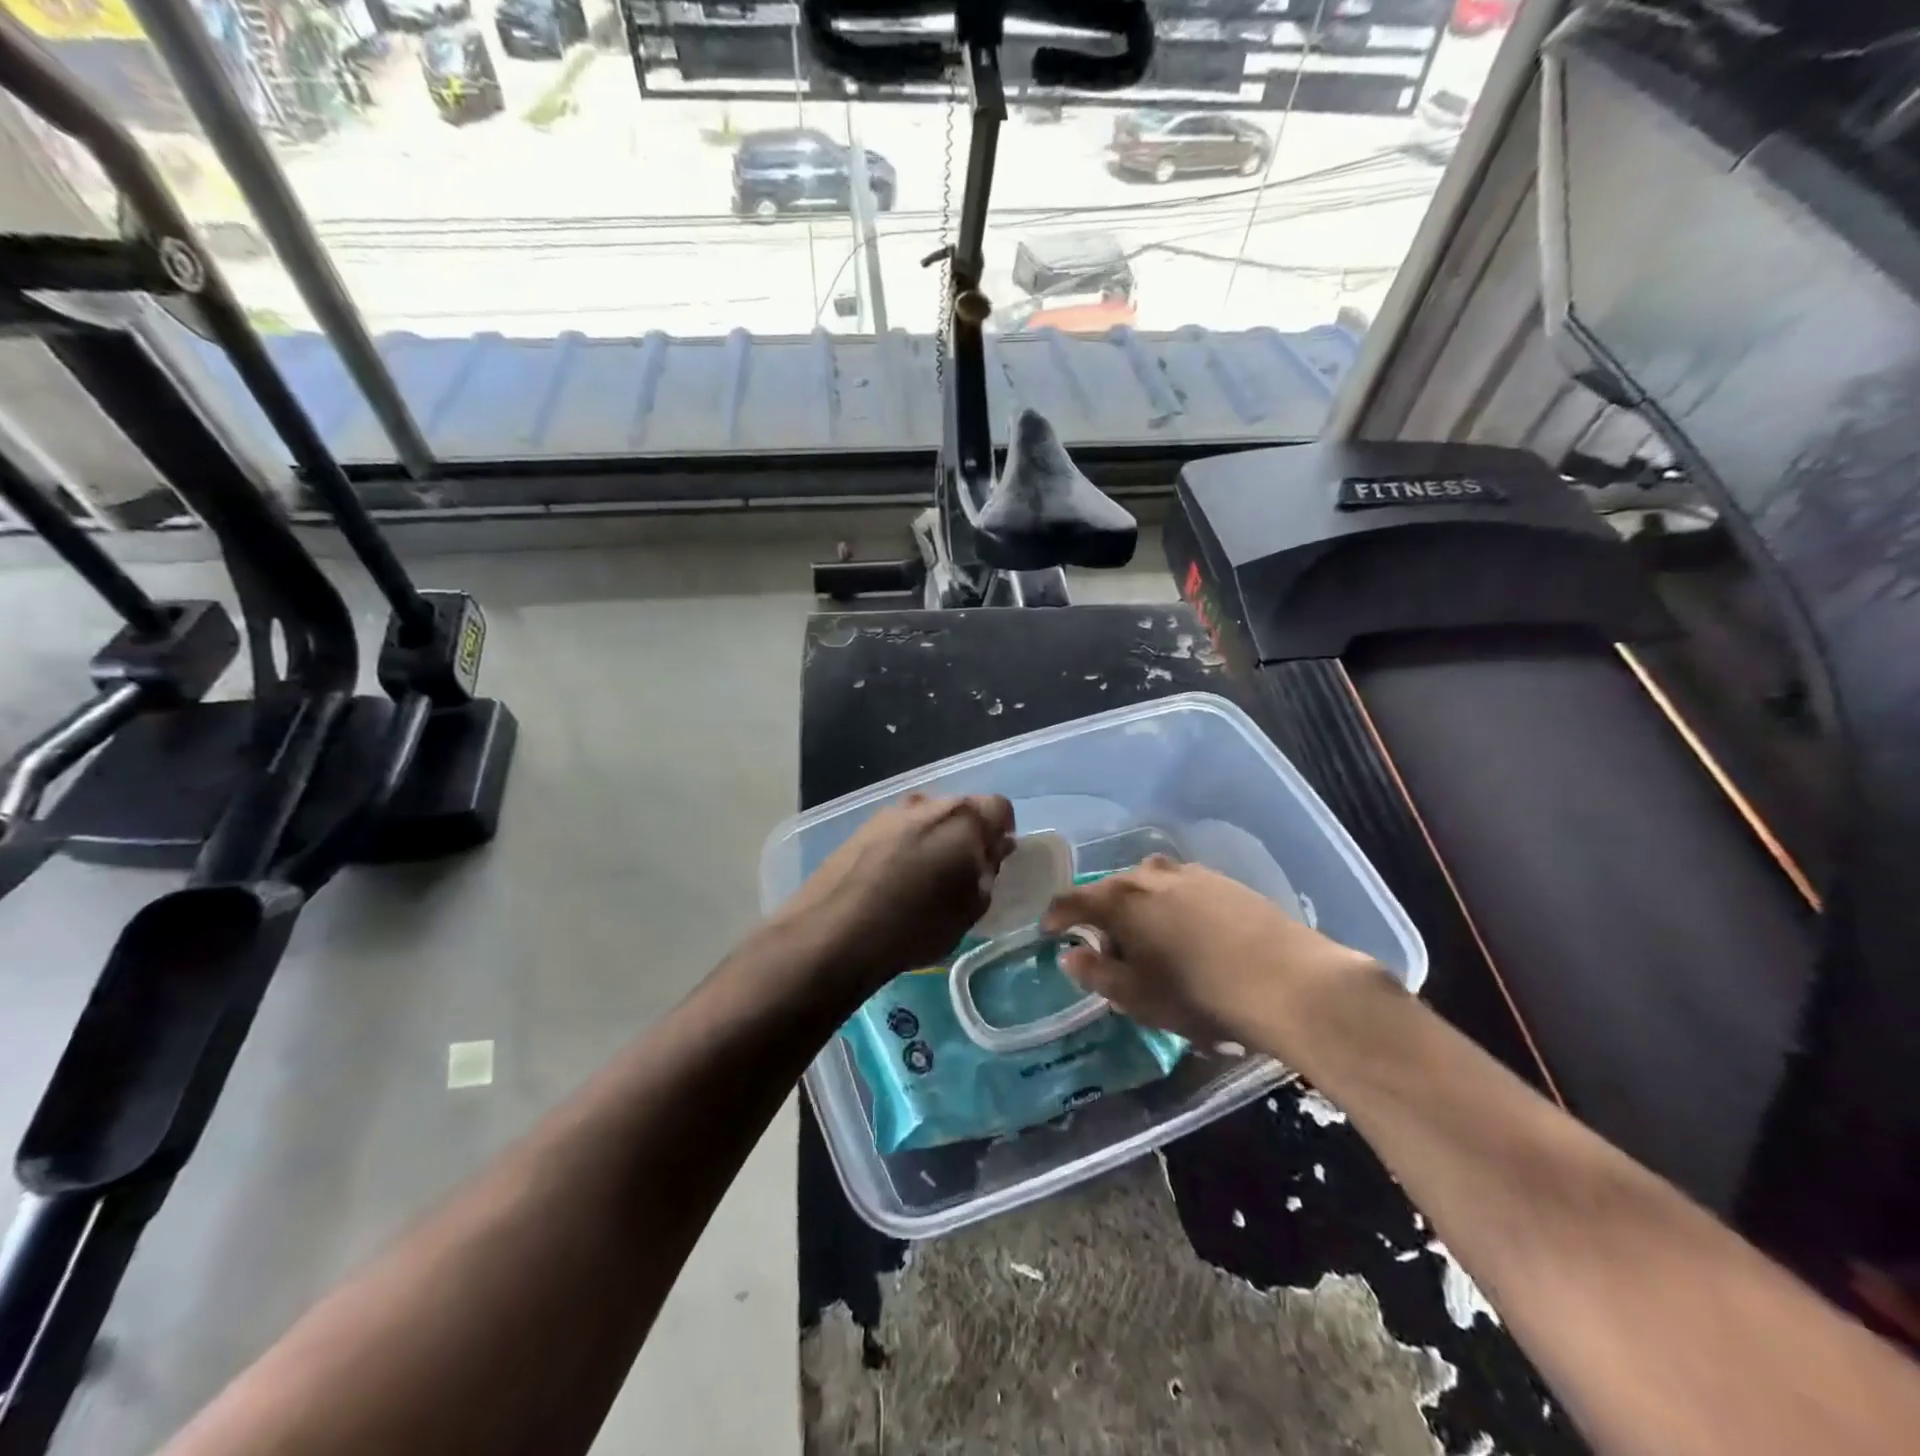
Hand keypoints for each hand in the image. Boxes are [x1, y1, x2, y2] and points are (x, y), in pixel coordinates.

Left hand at [778, 792, 1014, 990]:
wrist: (836, 932)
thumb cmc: (918, 923)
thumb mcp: (972, 906)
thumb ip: (989, 869)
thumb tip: (993, 849)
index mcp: (964, 816)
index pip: (999, 807)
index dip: (1002, 832)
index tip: (995, 860)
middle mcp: (927, 802)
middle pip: (960, 810)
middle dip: (967, 835)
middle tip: (964, 872)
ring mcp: (889, 812)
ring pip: (925, 819)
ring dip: (933, 840)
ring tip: (925, 879)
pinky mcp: (860, 828)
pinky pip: (897, 831)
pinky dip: (904, 848)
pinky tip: (893, 881)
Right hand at [1040, 856, 1381, 1050]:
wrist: (1287, 980)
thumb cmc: (1197, 993)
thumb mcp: (1136, 996)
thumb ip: (1095, 973)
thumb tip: (1070, 955)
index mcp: (1119, 900)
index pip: (1071, 900)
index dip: (1055, 916)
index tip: (1049, 932)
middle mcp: (1148, 874)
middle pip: (1110, 890)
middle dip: (1102, 917)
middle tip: (1109, 952)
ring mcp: (1188, 872)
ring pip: (1147, 885)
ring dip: (1139, 909)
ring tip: (1153, 942)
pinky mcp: (1222, 880)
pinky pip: (1180, 887)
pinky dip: (1171, 906)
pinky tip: (1191, 934)